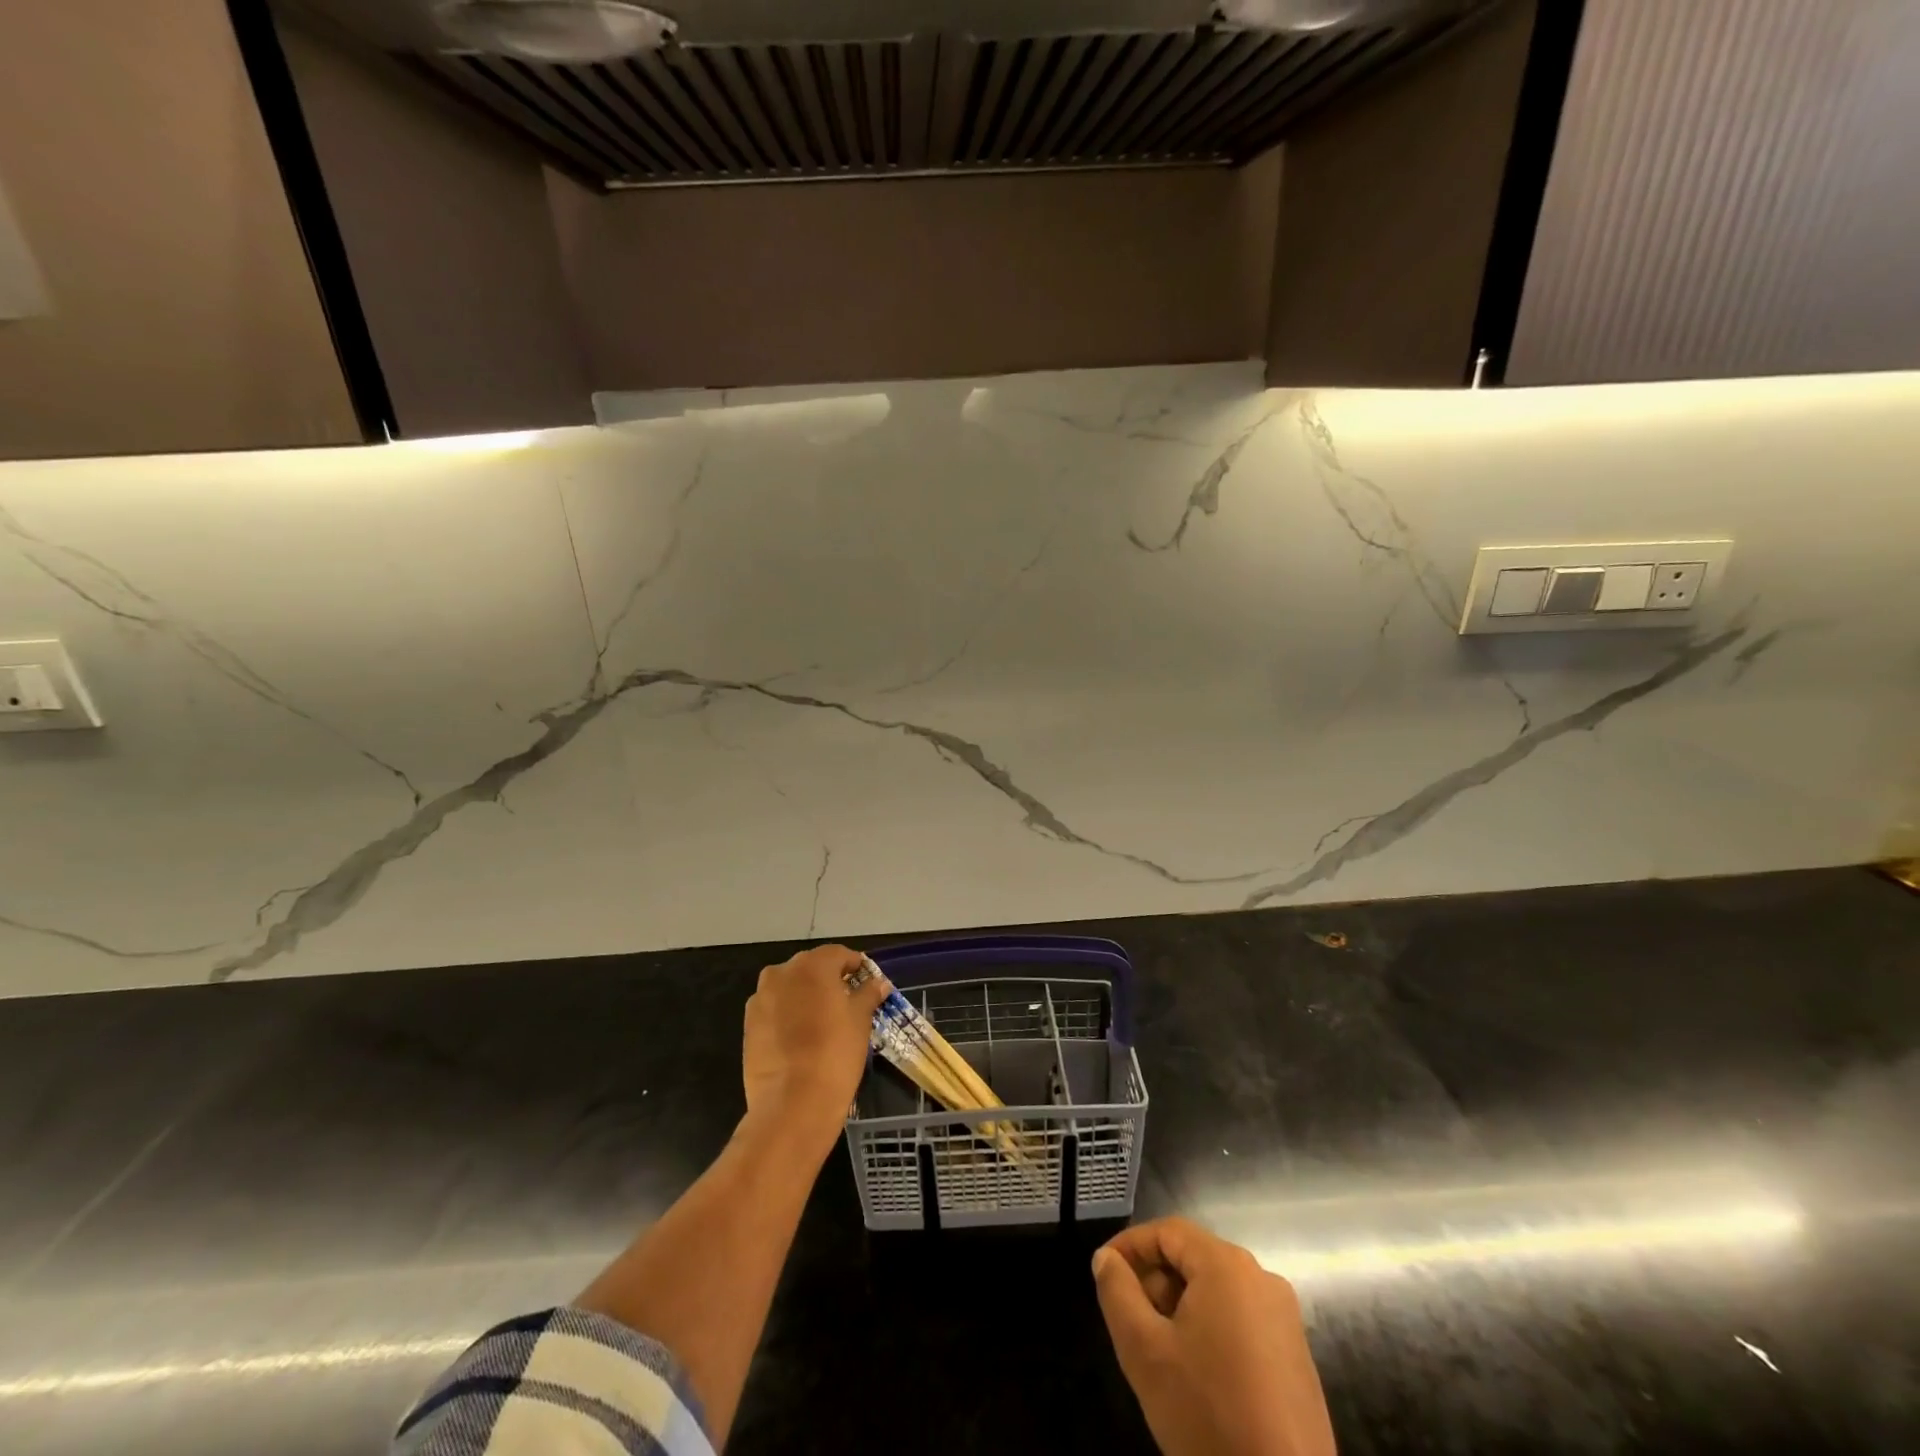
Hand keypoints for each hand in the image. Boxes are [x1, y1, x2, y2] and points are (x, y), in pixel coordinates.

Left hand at [742, 944, 889, 1151]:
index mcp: (812, 965)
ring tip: (822, 1022)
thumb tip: (878, 983)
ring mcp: (760, 998)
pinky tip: (801, 1038)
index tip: (866, 983)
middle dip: (829, 980)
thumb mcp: (860, 1021)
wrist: (792, 1103)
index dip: (855, 966)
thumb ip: (868, 994)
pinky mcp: (748, 1024)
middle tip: (847, 1003)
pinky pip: (774, 1009)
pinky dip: (788, 1015)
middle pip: (811, 967)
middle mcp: (782, 973)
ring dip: (806, 996)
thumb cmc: (835, 1053)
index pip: (839, 954)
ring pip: (790, 988)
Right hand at [1093, 1217, 1335, 1455]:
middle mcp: (1261, 1278)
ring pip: (1216, 1291)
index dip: (1129, 1246)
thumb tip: (1106, 1258)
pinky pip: (1241, 1320)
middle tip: (1128, 1318)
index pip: (1167, 1231)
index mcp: (1227, 1265)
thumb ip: (1117, 1292)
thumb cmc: (1208, 1414)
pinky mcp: (1297, 1357)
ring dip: (1180, 1307)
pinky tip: (1196, 1375)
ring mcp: (1285, 1319)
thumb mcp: (1145, 1351)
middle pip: (1194, 1258)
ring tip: (1158, 1349)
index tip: (1102, 1271)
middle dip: (1155, 1281)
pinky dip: (1210, 1330)